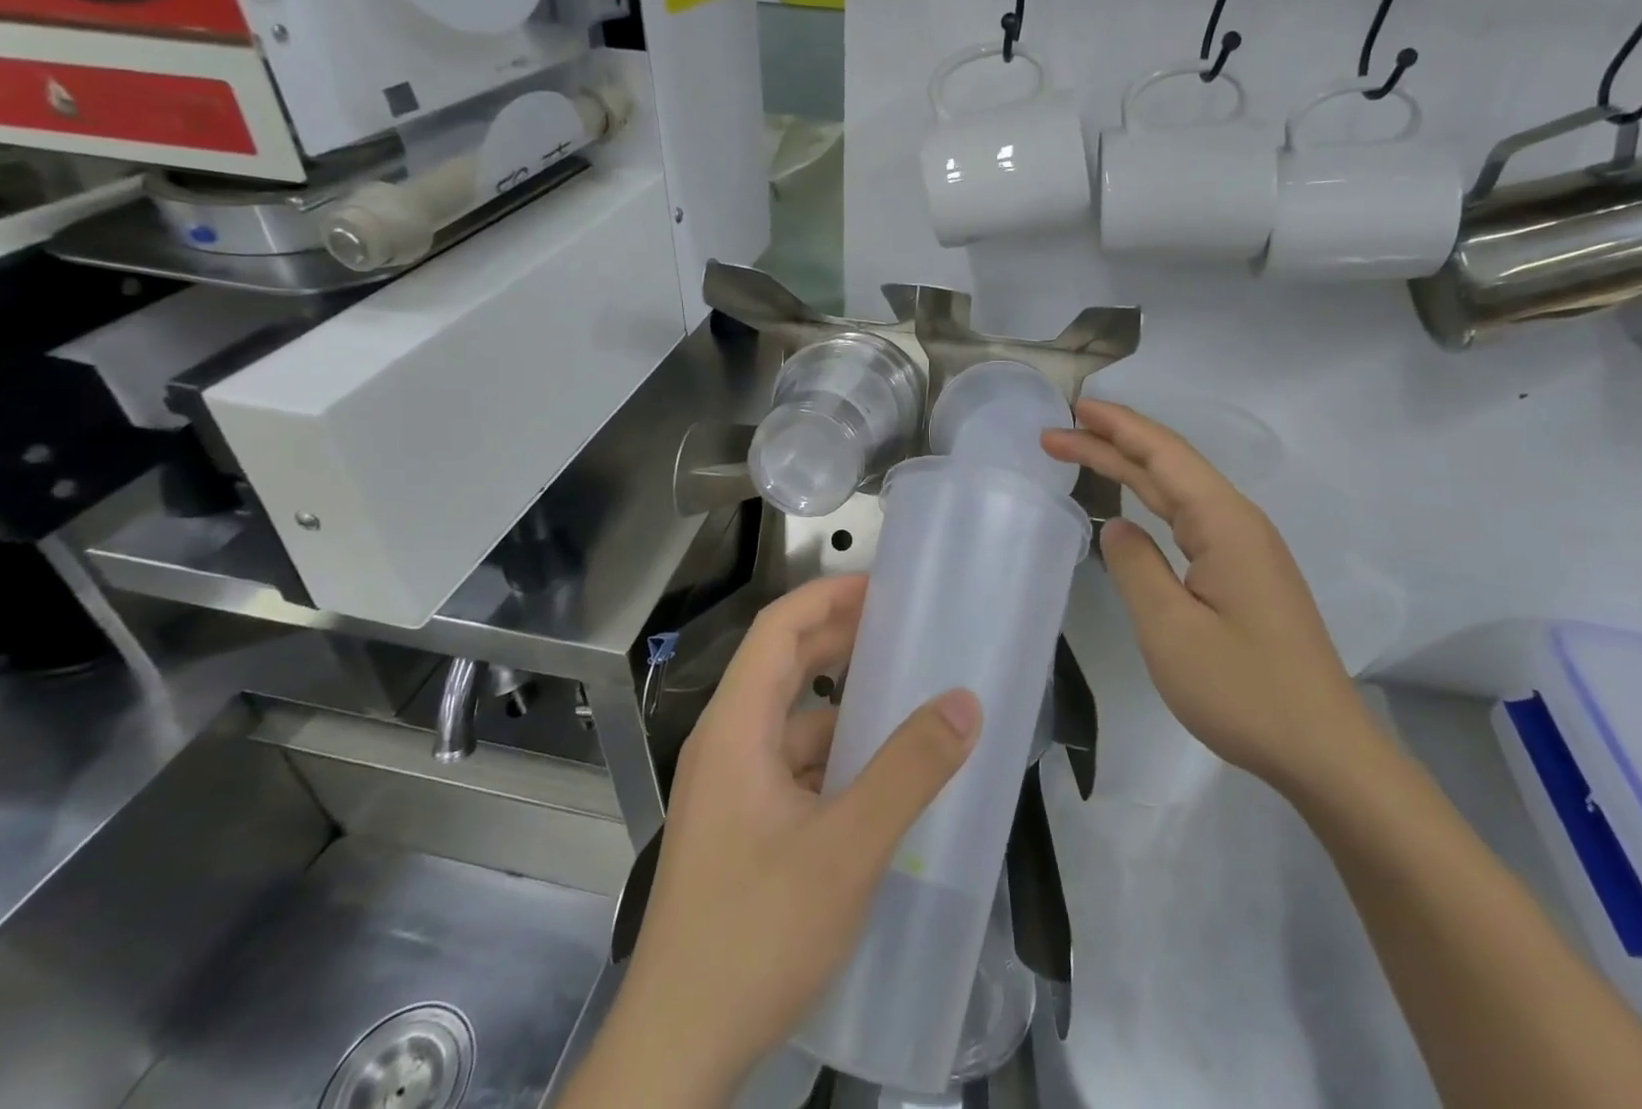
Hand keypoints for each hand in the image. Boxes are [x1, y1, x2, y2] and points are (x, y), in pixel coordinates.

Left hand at [575, 574, 981, 1107]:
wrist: (676, 1054)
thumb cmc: (755, 935)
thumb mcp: (846, 849)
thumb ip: (908, 771)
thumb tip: (964, 702)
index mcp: (736, 728)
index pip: (778, 629)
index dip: (827, 596)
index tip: (883, 586)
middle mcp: (726, 745)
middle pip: (782, 666)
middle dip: (840, 640)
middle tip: (904, 629)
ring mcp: (729, 790)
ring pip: (790, 721)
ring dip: (842, 703)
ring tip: (904, 697)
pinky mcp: (740, 828)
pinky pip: (792, 766)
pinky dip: (834, 753)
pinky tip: (877, 775)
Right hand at [1044, 398, 1379, 798]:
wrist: (1324, 751)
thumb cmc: (1243, 690)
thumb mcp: (1171, 630)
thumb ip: (1136, 567)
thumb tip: (1117, 527)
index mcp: (1224, 523)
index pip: (1163, 456)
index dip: (1116, 428)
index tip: (1071, 409)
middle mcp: (1238, 523)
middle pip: (1168, 465)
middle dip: (1111, 444)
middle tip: (1055, 434)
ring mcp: (1245, 548)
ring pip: (1179, 490)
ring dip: (1129, 468)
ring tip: (1083, 452)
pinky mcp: (1244, 574)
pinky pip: (1189, 517)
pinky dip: (1151, 499)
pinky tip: (1134, 503)